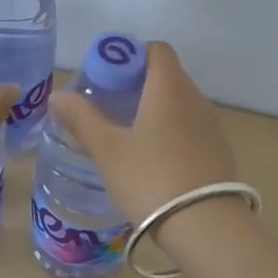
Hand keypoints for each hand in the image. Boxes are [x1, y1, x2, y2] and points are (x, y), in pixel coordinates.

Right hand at [48, 41, 236, 224]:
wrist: (207, 227)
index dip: (129, 55)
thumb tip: (58, 95)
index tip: (106, 77)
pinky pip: (190, 127)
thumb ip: (82, 118)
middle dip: (136, 84)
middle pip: (166, 75)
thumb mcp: (107, 150)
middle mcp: (195, 98)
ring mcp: (212, 125)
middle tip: (107, 107)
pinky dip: (170, 131)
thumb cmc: (151, 178)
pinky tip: (152, 160)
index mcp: (170, 87)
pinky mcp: (218, 151)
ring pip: (179, 103)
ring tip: (126, 135)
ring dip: (154, 109)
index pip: (156, 49)